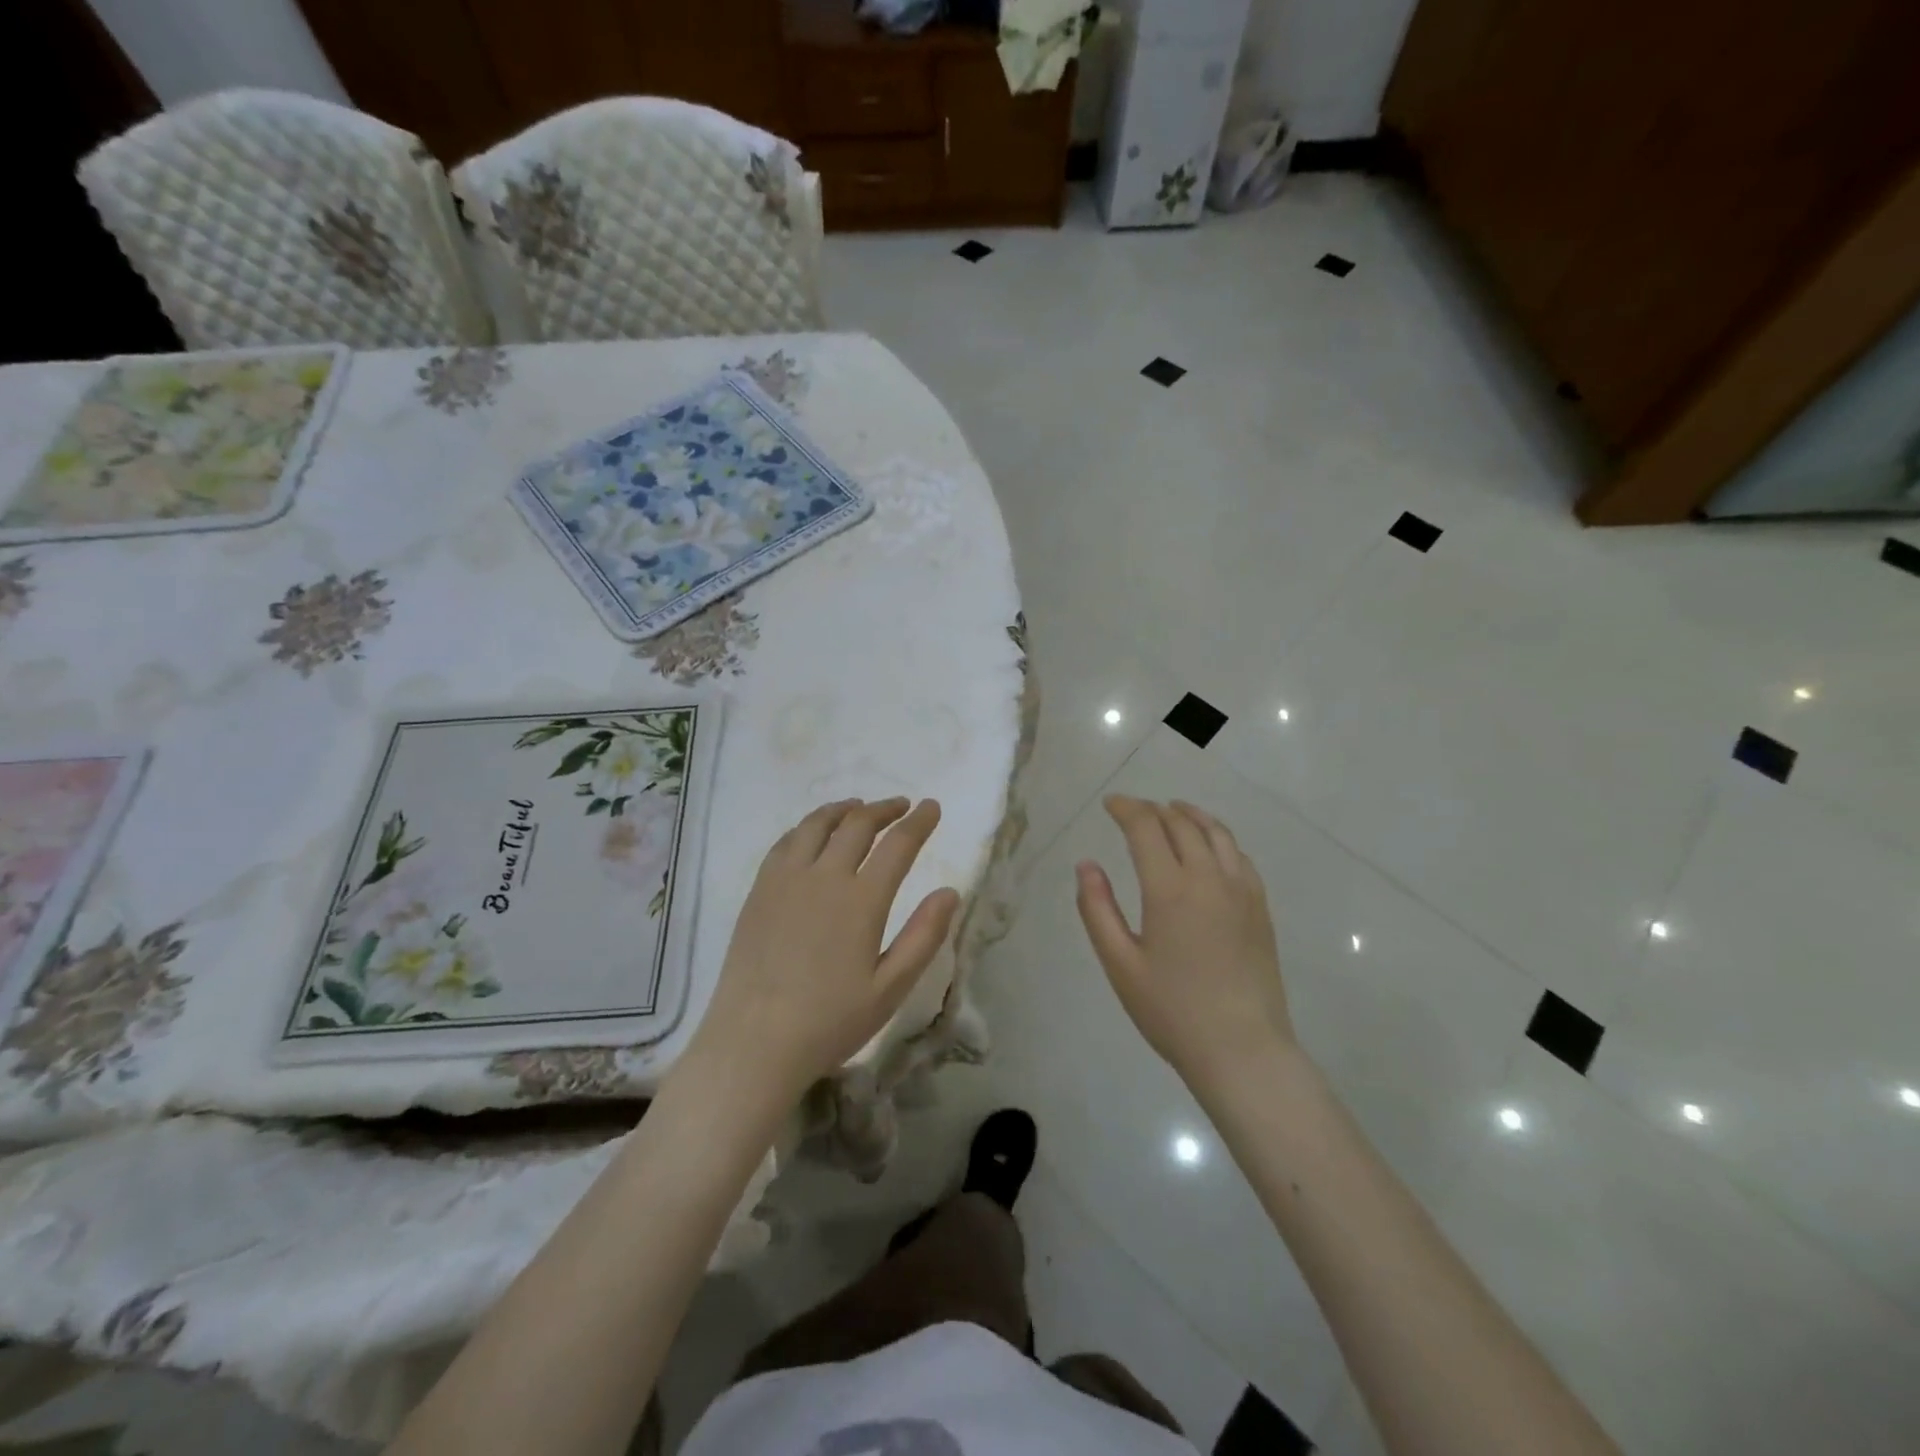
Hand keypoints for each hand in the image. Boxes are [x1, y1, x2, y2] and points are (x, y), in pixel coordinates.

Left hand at [689, 798, 960, 1104]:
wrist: (753, 1042)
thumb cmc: (830, 1021)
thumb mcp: (890, 988)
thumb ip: (923, 936)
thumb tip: (950, 892)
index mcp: (862, 900)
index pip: (898, 844)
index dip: (919, 822)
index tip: (931, 807)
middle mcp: (824, 877)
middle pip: (858, 824)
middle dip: (885, 809)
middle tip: (901, 806)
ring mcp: (786, 880)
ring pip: (817, 824)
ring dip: (844, 810)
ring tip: (858, 808)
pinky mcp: (759, 890)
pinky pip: (785, 842)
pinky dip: (807, 827)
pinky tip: (812, 833)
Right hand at [1076, 796, 1295, 1093]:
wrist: (1242, 1050)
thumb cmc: (1172, 1011)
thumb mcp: (1120, 964)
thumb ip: (1098, 909)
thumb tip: (1086, 865)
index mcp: (1170, 889)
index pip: (1146, 827)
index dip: (1126, 808)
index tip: (1110, 804)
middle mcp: (1209, 878)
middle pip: (1181, 824)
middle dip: (1154, 810)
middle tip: (1134, 811)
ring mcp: (1241, 891)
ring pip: (1216, 833)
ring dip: (1190, 815)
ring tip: (1174, 811)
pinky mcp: (1261, 908)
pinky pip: (1239, 856)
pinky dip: (1219, 838)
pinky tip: (1212, 846)